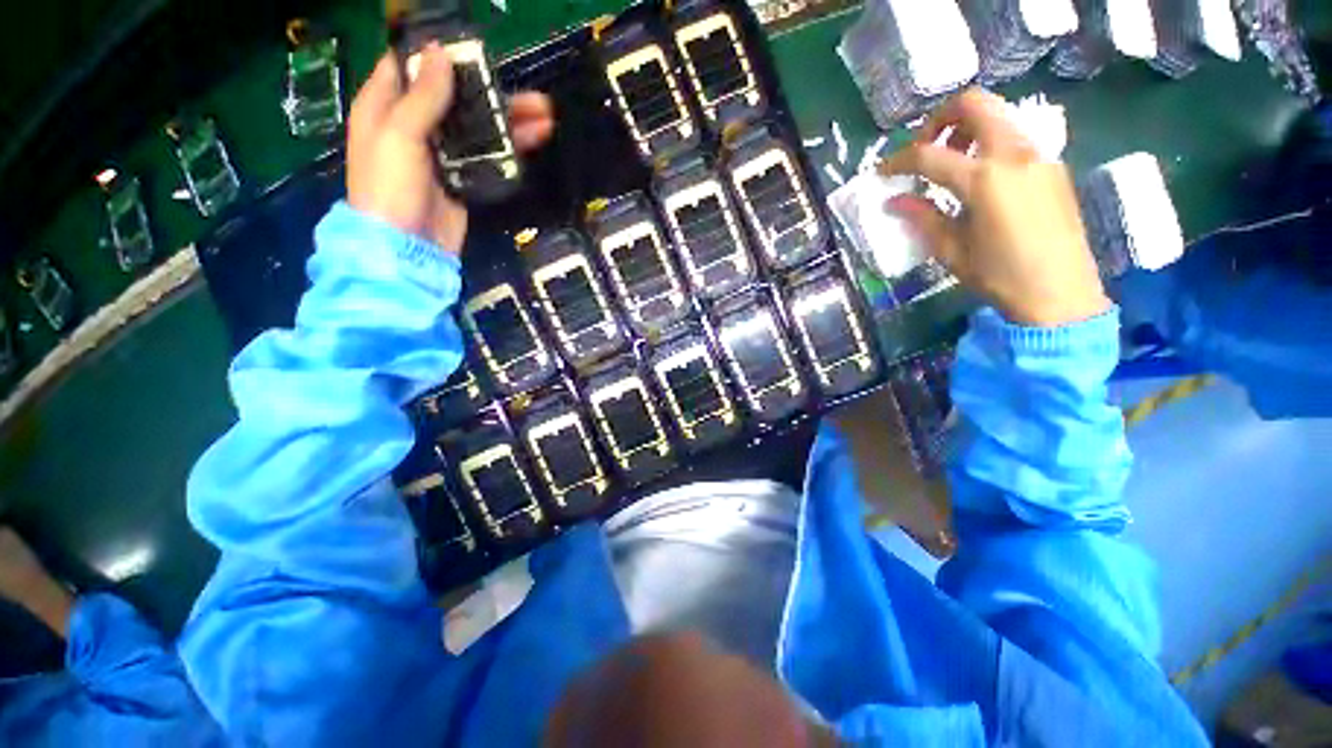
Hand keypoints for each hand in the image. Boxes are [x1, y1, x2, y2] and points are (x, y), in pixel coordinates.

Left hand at [347, 45, 554, 254]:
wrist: (409, 249)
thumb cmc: (391, 187)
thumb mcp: (398, 134)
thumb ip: (422, 96)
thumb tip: (439, 52)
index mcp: (385, 106)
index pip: (410, 67)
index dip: (440, 55)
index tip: (474, 50)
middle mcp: (414, 125)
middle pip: (457, 98)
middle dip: (492, 92)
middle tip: (531, 93)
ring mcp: (442, 154)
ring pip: (479, 128)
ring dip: (510, 121)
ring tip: (545, 117)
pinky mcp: (463, 179)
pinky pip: (489, 156)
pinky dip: (510, 148)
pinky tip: (533, 141)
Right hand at [879, 90, 1109, 326]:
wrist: (1060, 291)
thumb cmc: (999, 275)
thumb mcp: (950, 250)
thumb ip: (921, 217)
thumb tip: (894, 201)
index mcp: (983, 179)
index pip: (928, 155)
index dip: (898, 161)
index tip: (882, 173)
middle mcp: (1013, 154)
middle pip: (973, 104)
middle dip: (939, 119)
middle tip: (923, 149)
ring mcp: (1038, 154)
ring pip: (997, 114)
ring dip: (965, 127)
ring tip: (951, 163)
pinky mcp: (1051, 164)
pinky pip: (1014, 135)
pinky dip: (988, 142)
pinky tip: (980, 177)